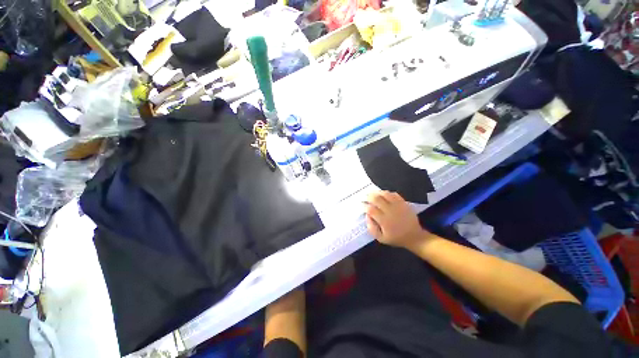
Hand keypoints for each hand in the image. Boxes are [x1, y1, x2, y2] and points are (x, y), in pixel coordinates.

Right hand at [365, 191, 427, 249]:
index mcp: (384, 221)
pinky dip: (386, 192)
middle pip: (376, 199)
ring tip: (372, 193)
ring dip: (376, 192)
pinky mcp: (404, 203)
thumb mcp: (381, 238)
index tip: (361, 205)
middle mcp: (390, 211)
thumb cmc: (396, 238)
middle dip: (368, 196)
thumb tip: (367, 216)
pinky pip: (394, 194)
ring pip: (385, 194)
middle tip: (364, 197)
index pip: (371, 209)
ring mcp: (398, 205)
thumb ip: (371, 228)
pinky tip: (382, 194)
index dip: (364, 206)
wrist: (415, 237)